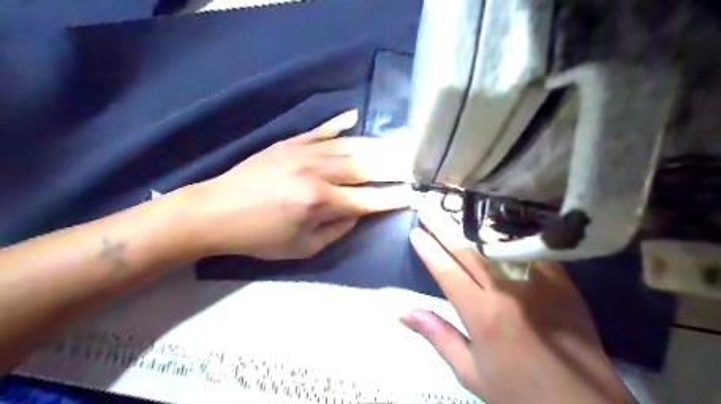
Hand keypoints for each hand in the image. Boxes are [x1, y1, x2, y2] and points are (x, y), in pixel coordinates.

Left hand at [178, 110, 409, 259]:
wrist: (215, 211)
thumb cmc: (259, 237)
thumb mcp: (302, 248)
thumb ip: (337, 230)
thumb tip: (359, 212)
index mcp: (320, 202)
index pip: (368, 200)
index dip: (394, 198)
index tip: (414, 195)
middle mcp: (317, 172)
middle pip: (365, 166)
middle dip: (394, 167)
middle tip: (413, 165)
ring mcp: (303, 152)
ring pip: (349, 145)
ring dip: (375, 146)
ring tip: (396, 146)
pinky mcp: (289, 142)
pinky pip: (321, 130)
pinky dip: (340, 123)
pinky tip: (355, 117)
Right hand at [404, 206, 632, 403]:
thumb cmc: (519, 392)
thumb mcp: (470, 372)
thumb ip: (438, 335)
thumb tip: (402, 312)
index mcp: (481, 314)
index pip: (447, 272)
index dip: (429, 250)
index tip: (415, 232)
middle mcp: (506, 291)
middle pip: (468, 251)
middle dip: (444, 227)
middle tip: (428, 208)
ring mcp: (536, 283)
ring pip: (497, 245)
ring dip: (473, 228)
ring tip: (456, 212)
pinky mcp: (561, 282)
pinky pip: (530, 251)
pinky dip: (510, 239)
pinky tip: (499, 226)